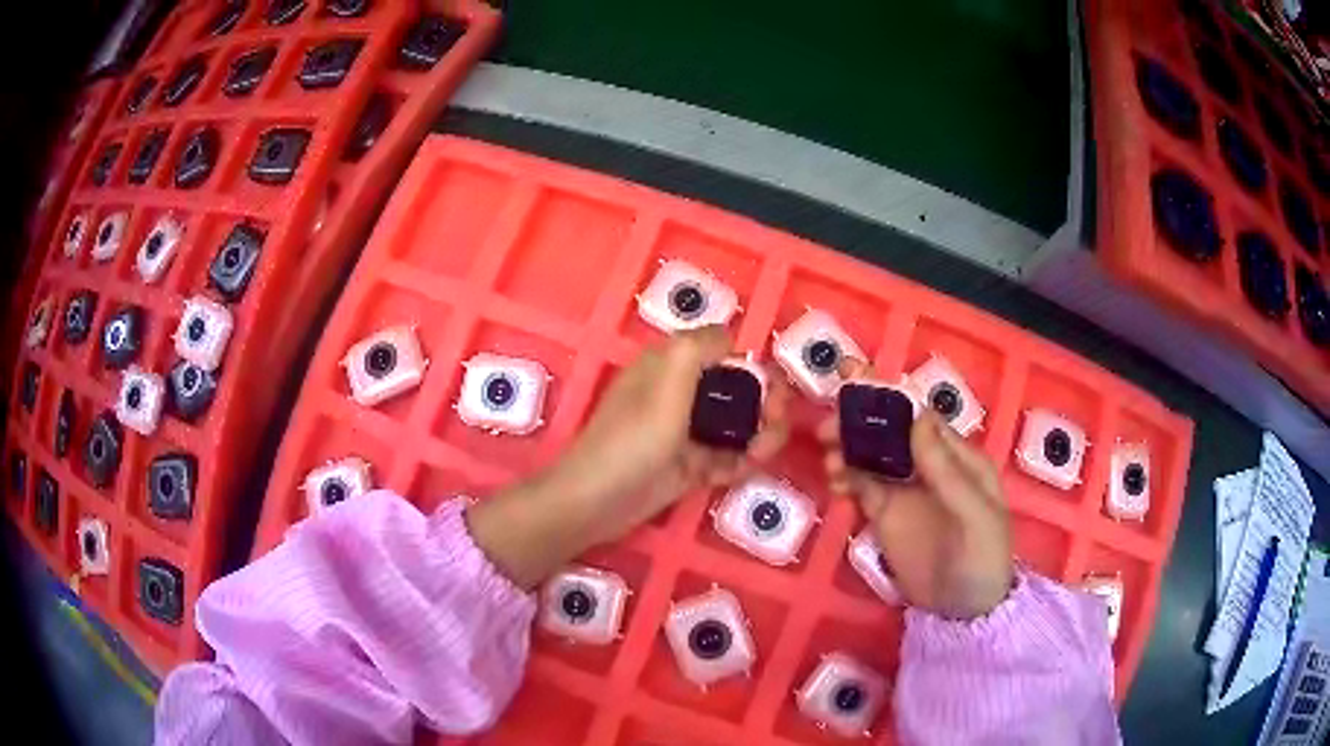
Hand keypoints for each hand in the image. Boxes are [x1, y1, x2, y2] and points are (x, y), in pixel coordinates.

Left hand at [469, 327, 790, 588]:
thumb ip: (699, 347)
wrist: (597, 503)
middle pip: (738, 390)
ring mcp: (685, 432)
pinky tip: (747, 469)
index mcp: (671, 366)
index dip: (756, 368)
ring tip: (760, 454)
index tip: (774, 394)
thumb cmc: (631, 439)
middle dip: (765, 405)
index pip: (726, 353)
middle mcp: (680, 394)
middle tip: (773, 427)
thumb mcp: (666, 383)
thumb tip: (733, 335)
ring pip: (737, 426)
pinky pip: (727, 457)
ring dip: (759, 436)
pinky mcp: (689, 466)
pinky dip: (741, 462)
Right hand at [819, 387, 1012, 619]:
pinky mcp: (885, 514)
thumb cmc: (982, 559)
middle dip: (860, 420)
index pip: (921, 417)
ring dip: (848, 448)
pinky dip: (845, 477)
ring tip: (829, 456)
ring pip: (871, 456)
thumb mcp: (976, 517)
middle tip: (828, 423)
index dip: (890, 398)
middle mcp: (928, 465)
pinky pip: (861, 486)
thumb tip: (919, 417)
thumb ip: (949, 472)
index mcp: (958, 457)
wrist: (964, 613)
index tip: (856, 383)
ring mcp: (905, 489)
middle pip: (891, 431)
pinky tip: (834, 481)